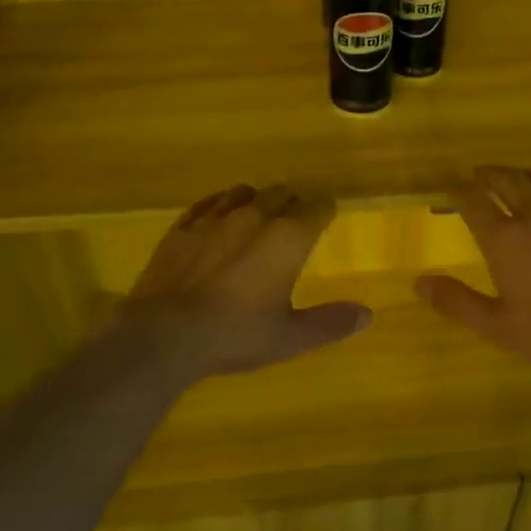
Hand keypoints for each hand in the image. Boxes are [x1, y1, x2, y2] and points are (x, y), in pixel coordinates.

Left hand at [123, 184, 369, 376]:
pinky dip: (220, 205)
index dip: (325, 209)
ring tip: (259, 215)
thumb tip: (367, 314)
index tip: (327, 214)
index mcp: (287, 238)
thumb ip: (330, 323)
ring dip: (257, 199)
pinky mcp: (182, 227)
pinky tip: (219, 216)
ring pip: (244, 192)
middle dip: (293, 202)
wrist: (164, 334)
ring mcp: (214, 218)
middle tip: (296, 219)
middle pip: (281, 193)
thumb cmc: (235, 334)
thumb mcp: (289, 338)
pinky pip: (207, 203)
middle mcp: (254, 216)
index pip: (316, 207)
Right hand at [414, 166, 530, 369]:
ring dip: (523, 175)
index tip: (450, 189)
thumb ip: (457, 302)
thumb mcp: (497, 326)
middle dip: (489, 174)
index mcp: (505, 238)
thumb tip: (420, 283)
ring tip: (516, 177)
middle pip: (508, 180)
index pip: (473, 201)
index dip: (458, 191)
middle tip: (480, 175)